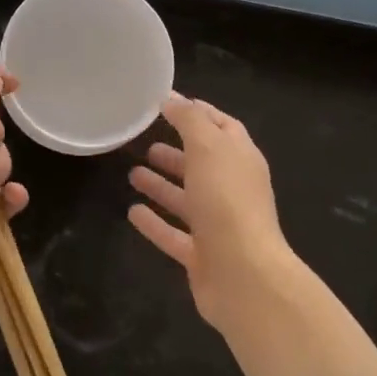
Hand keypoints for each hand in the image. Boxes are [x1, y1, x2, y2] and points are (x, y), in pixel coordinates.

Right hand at [127, 94, 301, 330]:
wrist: (244, 276)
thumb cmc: (227, 202)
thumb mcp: (208, 147)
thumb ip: (190, 120)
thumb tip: (172, 99)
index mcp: (241, 160)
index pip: (222, 127)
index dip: (198, 113)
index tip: (169, 103)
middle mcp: (233, 190)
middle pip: (203, 165)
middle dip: (177, 153)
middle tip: (146, 143)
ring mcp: (218, 226)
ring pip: (187, 200)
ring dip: (162, 186)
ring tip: (132, 173)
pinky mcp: (202, 256)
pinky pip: (174, 234)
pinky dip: (155, 223)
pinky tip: (131, 212)